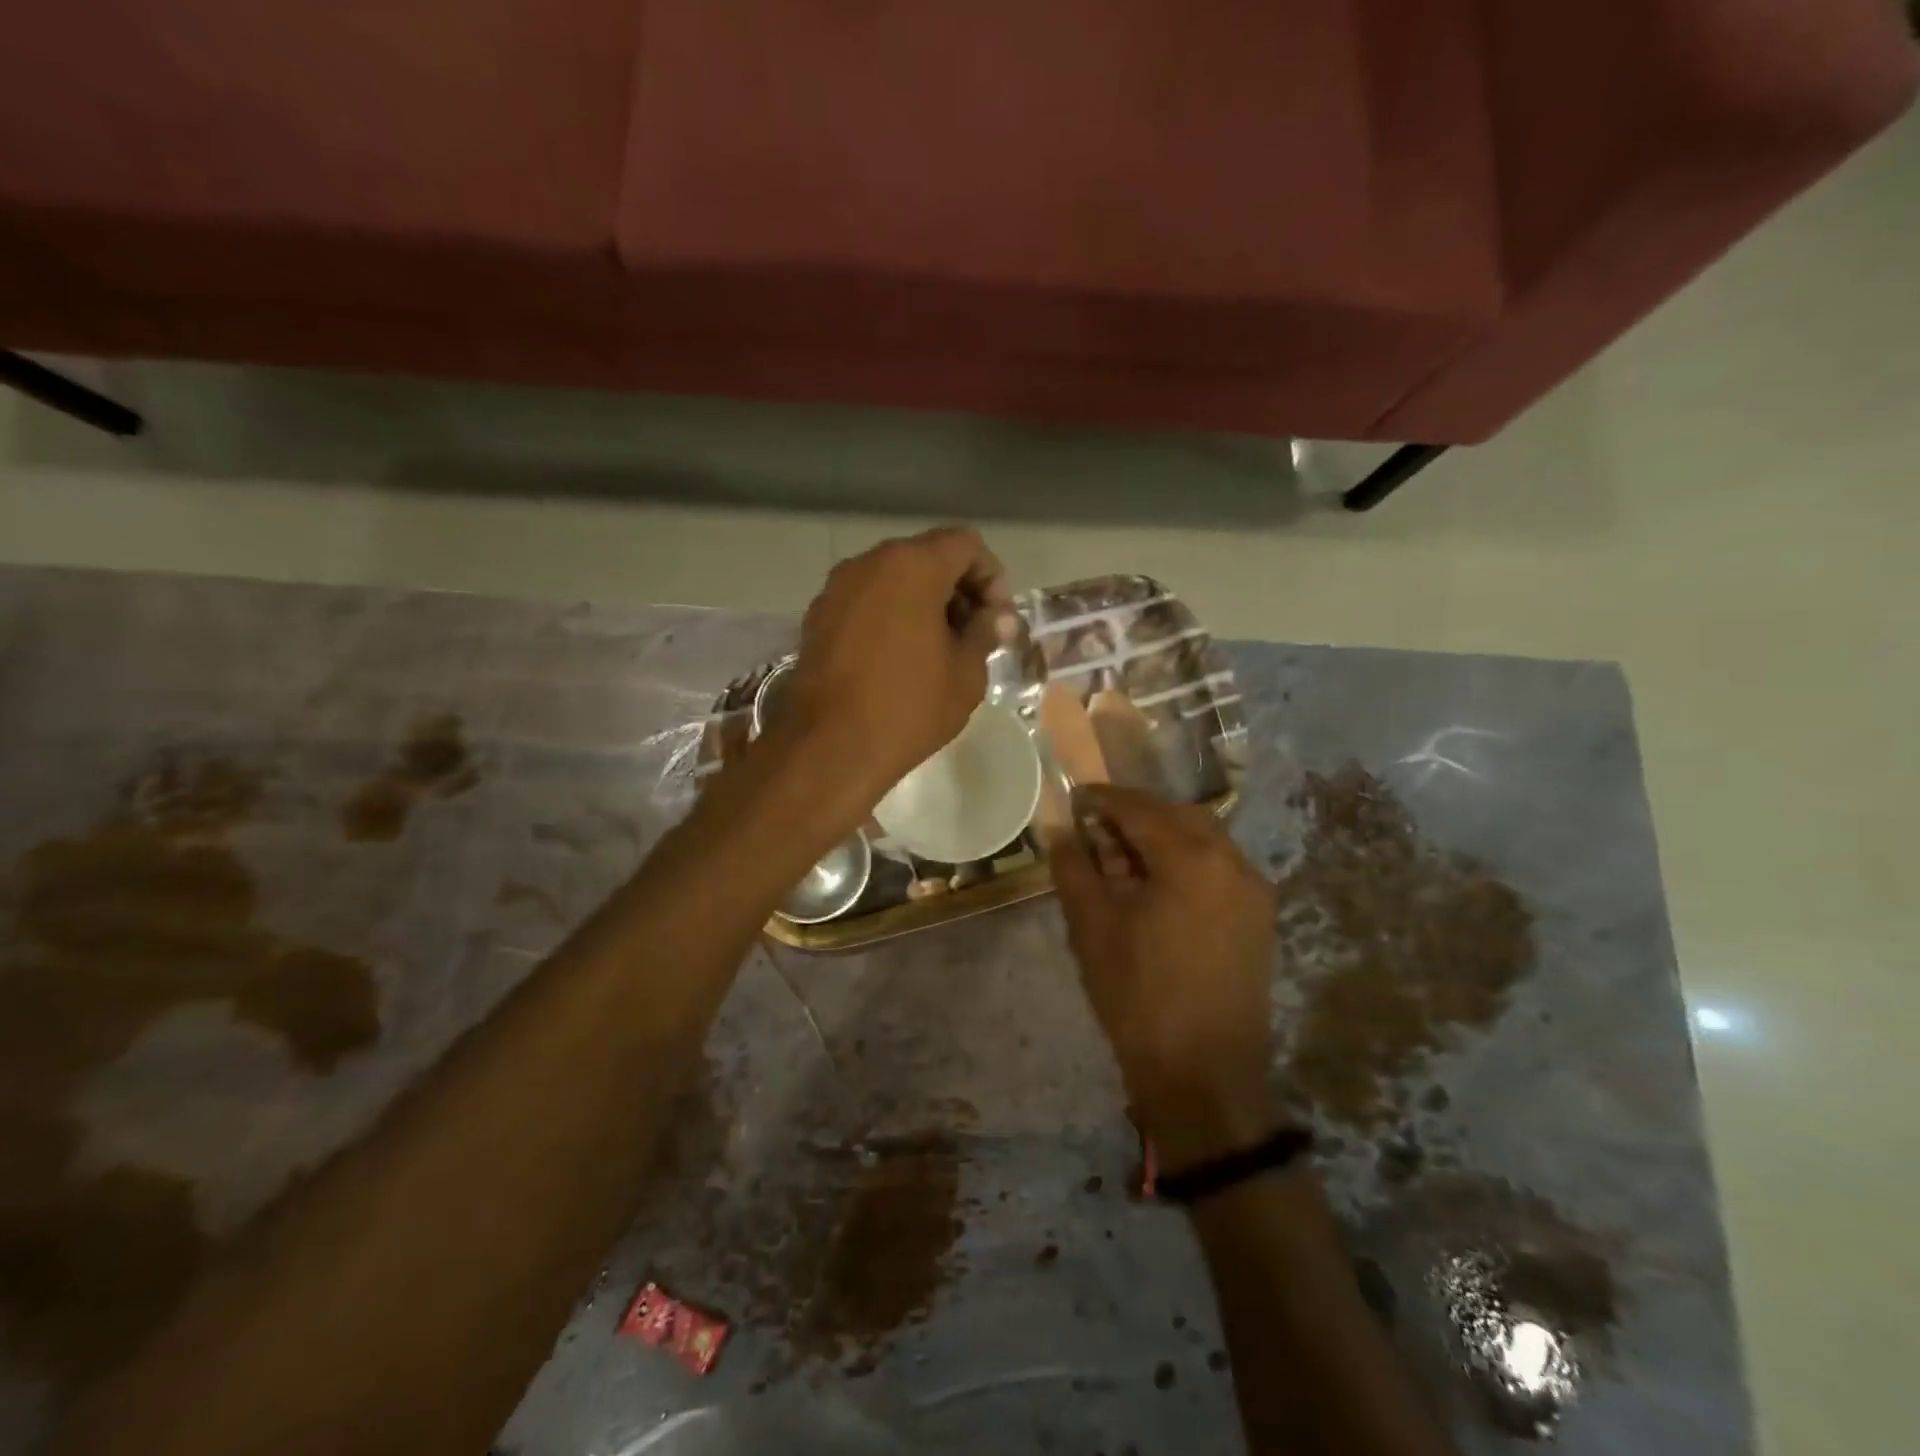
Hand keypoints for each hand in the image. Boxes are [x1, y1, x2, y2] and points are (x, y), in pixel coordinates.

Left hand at [780, 526, 1008, 806]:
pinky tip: (899, 658)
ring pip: (893, 579)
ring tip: (937, 649)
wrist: (830, 748)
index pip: (966, 544)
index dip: (991, 577)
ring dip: (923, 603)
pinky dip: (890, 615)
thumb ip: (985, 632)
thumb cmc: (909, 707)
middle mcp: (869, 563)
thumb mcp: (966, 673)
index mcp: (912, 565)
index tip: (996, 620)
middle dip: (957, 589)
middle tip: (972, 635)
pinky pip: (866, 601)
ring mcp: (837, 588)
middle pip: (927, 557)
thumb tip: (997, 617)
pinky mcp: (817, 617)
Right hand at [1049, 785, 1284, 1172]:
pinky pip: (1218, 870)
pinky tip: (1155, 889)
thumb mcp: (1092, 927)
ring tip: (1122, 863)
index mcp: (1192, 858)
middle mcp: (1233, 862)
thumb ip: (1073, 868)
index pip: (1140, 808)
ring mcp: (1253, 891)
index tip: (1075, 798)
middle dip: (1135, 816)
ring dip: (1162, 839)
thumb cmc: (1139, 996)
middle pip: (1177, 817)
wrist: (1203, 1076)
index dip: (1103, 799)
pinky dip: (1185, 864)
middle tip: (1096, 832)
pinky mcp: (1258, 919)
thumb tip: (1059, 830)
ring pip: (1203, 841)